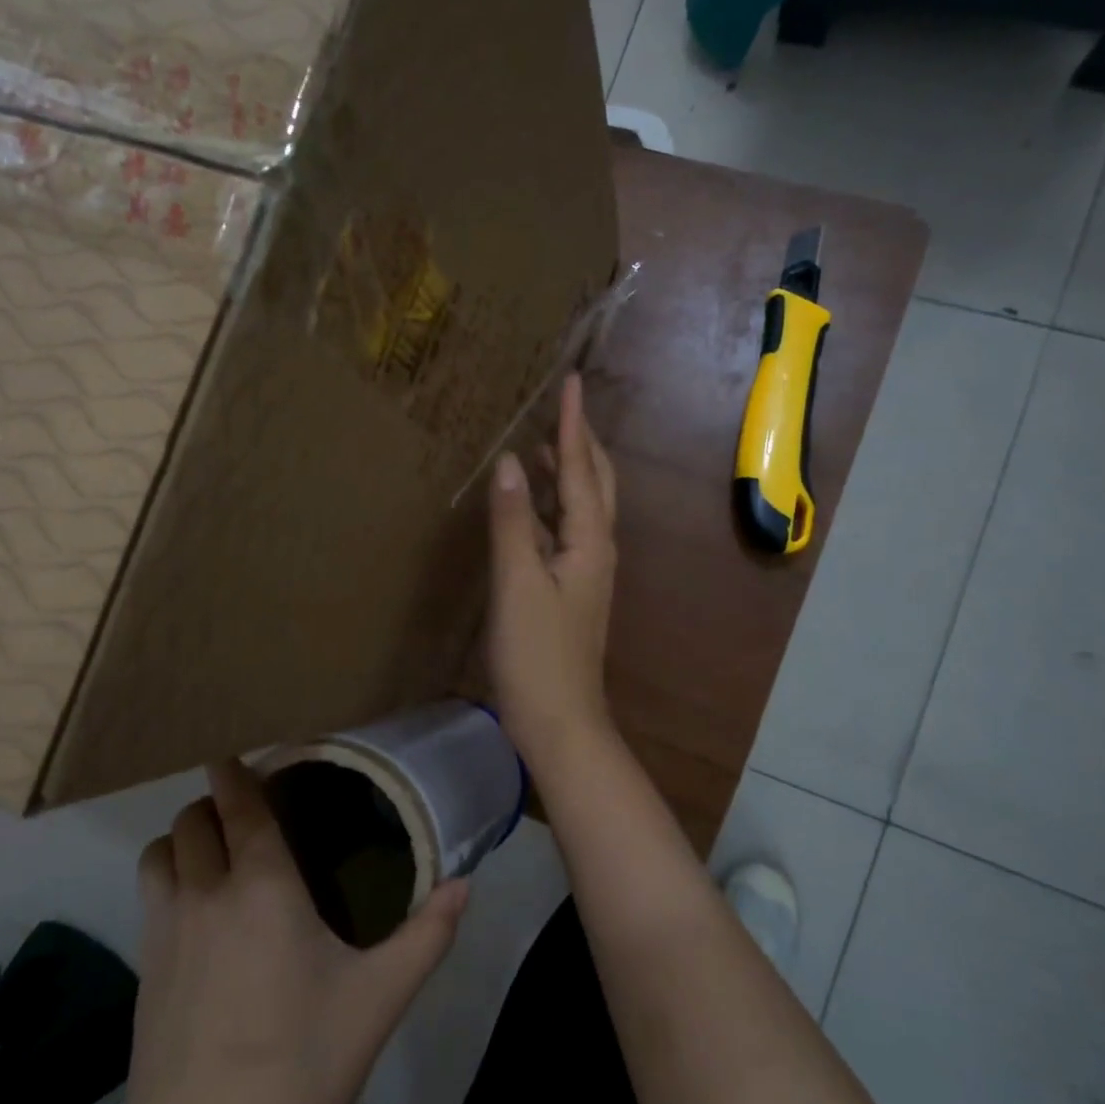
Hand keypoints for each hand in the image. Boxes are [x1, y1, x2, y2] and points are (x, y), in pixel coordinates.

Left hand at [79, 762, 467, 1103]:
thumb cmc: (300, 1068)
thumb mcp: (379, 1001)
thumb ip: (427, 935)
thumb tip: (467, 883)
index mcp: (261, 885)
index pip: (238, 801)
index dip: (238, 769)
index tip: (251, 753)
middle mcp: (205, 893)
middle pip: (192, 817)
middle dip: (217, 800)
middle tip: (253, 808)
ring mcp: (164, 932)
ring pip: (159, 852)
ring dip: (184, 837)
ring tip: (220, 852)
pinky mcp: (142, 972)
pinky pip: (150, 896)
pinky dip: (169, 879)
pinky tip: (203, 914)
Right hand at [486, 372, 618, 773]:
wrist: (560, 721)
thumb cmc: (537, 653)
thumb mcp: (518, 582)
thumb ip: (513, 521)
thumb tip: (507, 460)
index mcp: (589, 541)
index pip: (579, 469)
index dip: (572, 425)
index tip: (571, 381)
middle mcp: (597, 549)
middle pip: (594, 483)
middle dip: (580, 442)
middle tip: (561, 408)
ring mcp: (587, 572)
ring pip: (582, 507)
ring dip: (566, 472)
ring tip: (540, 445)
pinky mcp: (572, 590)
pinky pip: (566, 531)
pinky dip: (551, 506)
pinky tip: (530, 507)